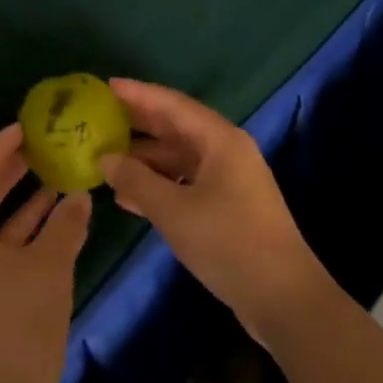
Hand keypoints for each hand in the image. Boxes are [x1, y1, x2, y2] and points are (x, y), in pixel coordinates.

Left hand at [0, 123, 89, 382]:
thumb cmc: (19, 324)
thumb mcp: (48, 266)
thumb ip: (65, 225)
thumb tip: (79, 196)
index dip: (1, 148)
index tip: (26, 126)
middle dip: (13, 171)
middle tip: (43, 143)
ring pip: (0, 225)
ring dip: (27, 202)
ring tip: (58, 173)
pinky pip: (10, 250)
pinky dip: (33, 233)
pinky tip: (63, 220)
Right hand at [100, 80, 330, 344]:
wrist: (283, 297)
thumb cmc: (228, 243)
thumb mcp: (173, 210)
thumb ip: (136, 180)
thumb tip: (105, 158)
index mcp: (220, 140)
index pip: (172, 105)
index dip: (138, 94)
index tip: (106, 86)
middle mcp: (226, 152)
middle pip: (176, 128)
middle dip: (138, 124)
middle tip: (100, 119)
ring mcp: (229, 180)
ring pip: (179, 159)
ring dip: (145, 160)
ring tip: (106, 162)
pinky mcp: (227, 207)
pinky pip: (186, 183)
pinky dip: (158, 186)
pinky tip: (128, 199)